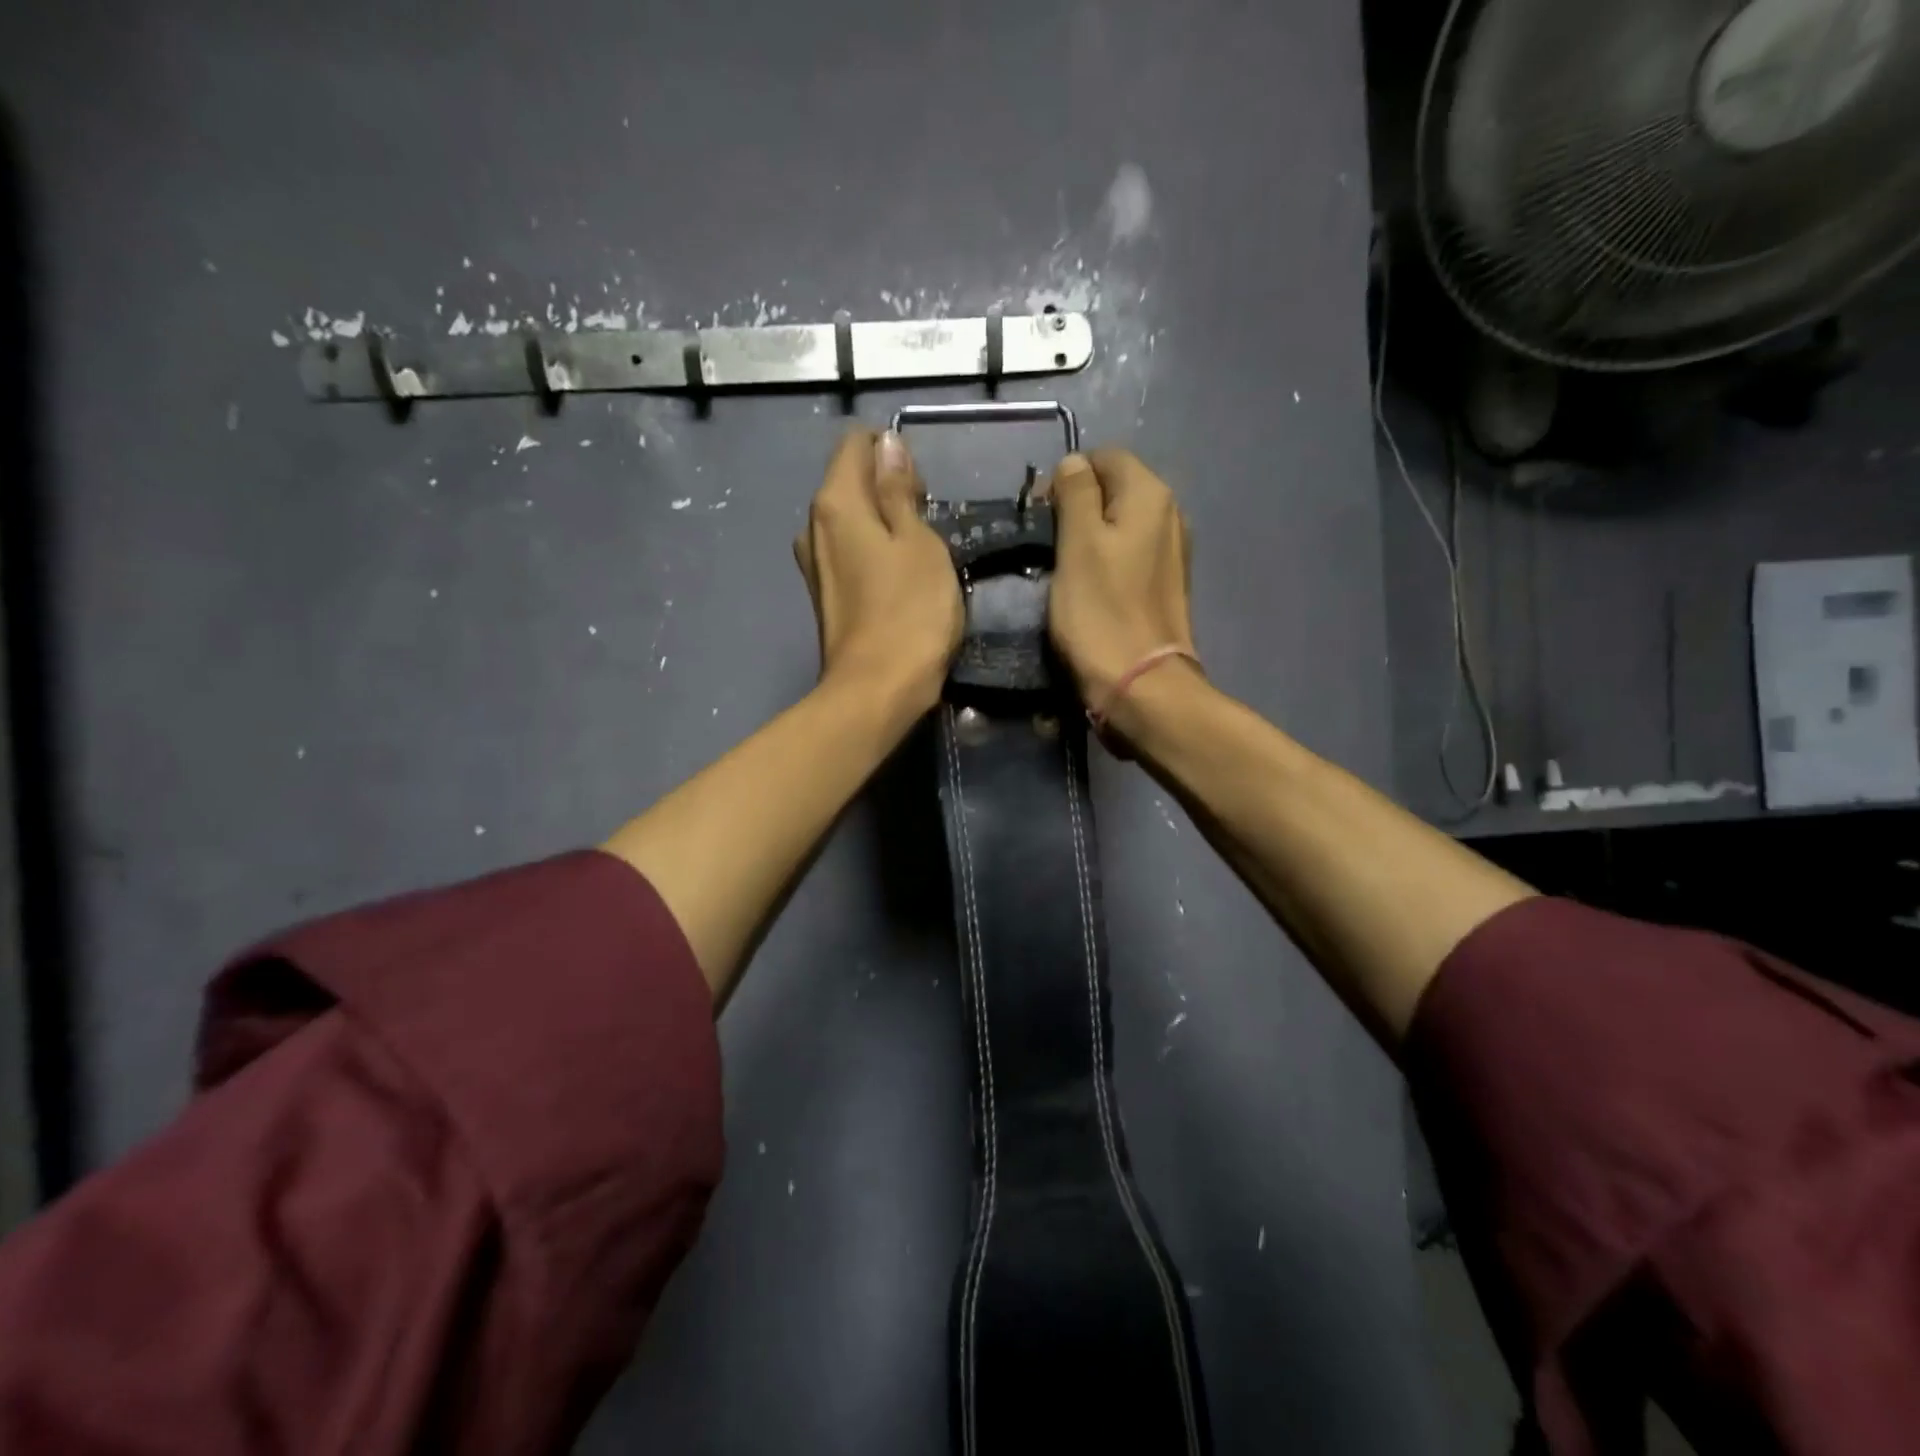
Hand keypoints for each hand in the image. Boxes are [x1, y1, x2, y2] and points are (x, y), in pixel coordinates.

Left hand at [794, 428, 962, 715]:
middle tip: (928, 527)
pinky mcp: (825, 595)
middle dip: (889, 490)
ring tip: (918, 557)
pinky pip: (850, 554)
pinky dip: (874, 554)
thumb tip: (886, 444)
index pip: (856, 445)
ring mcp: (815, 564)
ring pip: (852, 521)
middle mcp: (813, 526)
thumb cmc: (910, 612)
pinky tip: (899, 582)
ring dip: (884, 525)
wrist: (877, 690)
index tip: (922, 492)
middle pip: (851, 483)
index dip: (893, 455)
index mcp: (834, 503)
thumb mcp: (919, 542)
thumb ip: (899, 491)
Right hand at [1046, 449, 1195, 707]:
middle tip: (1048, 544)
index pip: (1104, 458)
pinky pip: (1130, 554)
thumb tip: (1074, 463)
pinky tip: (1091, 587)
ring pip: (1121, 524)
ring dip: (1090, 536)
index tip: (1041, 516)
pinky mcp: (1165, 583)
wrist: (1141, 683)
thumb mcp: (1077, 544)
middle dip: (1078, 506)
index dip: (1067, 478)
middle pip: (1115, 488)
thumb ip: (1075, 494)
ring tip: (1064, 568)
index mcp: (1150, 495)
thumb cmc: (1101, 611)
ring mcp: (1172, 550)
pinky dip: (1107, 560)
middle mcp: (1170, 513)